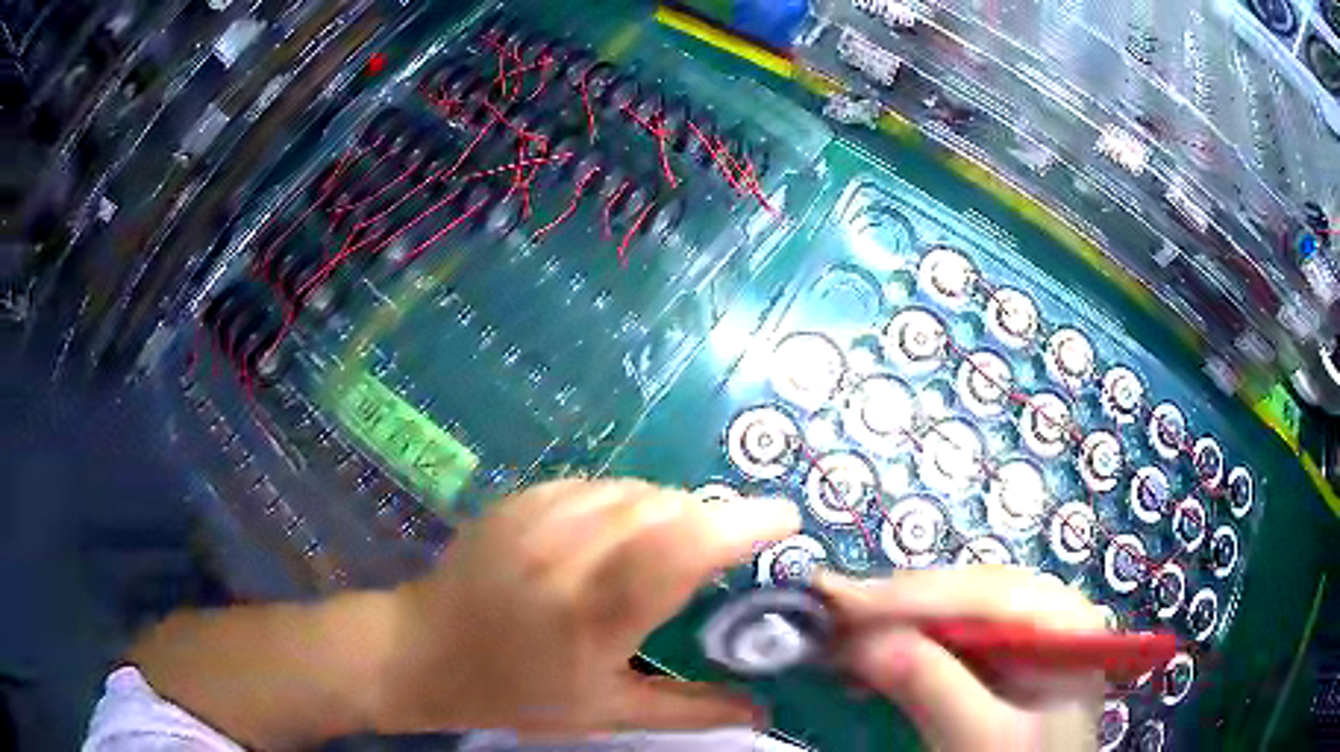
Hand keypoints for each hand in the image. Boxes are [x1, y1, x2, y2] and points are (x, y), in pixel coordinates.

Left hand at [377, 478, 801, 738]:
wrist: (424, 651)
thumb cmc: (516, 692)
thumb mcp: (606, 712)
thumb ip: (691, 709)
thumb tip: (762, 710)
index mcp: (594, 611)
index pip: (685, 547)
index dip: (743, 523)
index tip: (784, 519)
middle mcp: (568, 551)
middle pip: (670, 507)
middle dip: (714, 520)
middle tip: (728, 552)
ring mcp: (539, 516)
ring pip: (637, 490)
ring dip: (672, 511)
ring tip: (672, 550)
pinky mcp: (522, 498)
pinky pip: (599, 486)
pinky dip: (628, 504)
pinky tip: (618, 536)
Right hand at [815, 566, 1107, 751]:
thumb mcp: (981, 738)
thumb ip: (932, 685)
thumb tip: (859, 639)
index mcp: (1062, 620)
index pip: (983, 592)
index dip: (907, 595)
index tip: (835, 599)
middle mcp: (1045, 611)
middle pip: (962, 594)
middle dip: (893, 606)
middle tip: (824, 609)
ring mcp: (1020, 634)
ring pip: (947, 612)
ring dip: (890, 624)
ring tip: (836, 632)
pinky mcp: (996, 660)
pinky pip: (944, 639)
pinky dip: (901, 647)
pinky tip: (869, 658)